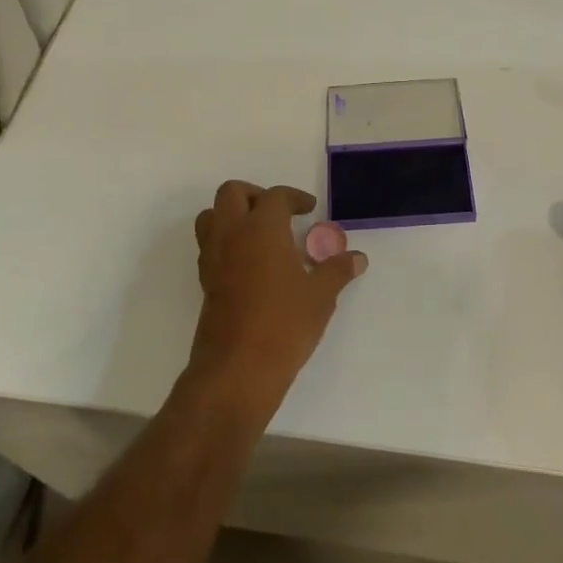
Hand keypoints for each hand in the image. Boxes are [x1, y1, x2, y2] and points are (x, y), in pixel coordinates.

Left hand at [187, 181, 366, 424]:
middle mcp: (231, 235)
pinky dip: (227, 242)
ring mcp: (213, 259)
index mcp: (261, 229)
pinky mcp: (205, 282)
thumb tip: (357, 258)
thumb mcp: (321, 296)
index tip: (309, 209)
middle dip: (256, 195)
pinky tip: (252, 265)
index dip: (294, 198)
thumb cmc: (284, 325)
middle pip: (232, 194)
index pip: (274, 197)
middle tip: (280, 214)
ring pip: (212, 217)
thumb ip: (337, 270)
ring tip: (261, 235)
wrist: (238, 369)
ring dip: (233, 215)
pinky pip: (210, 246)